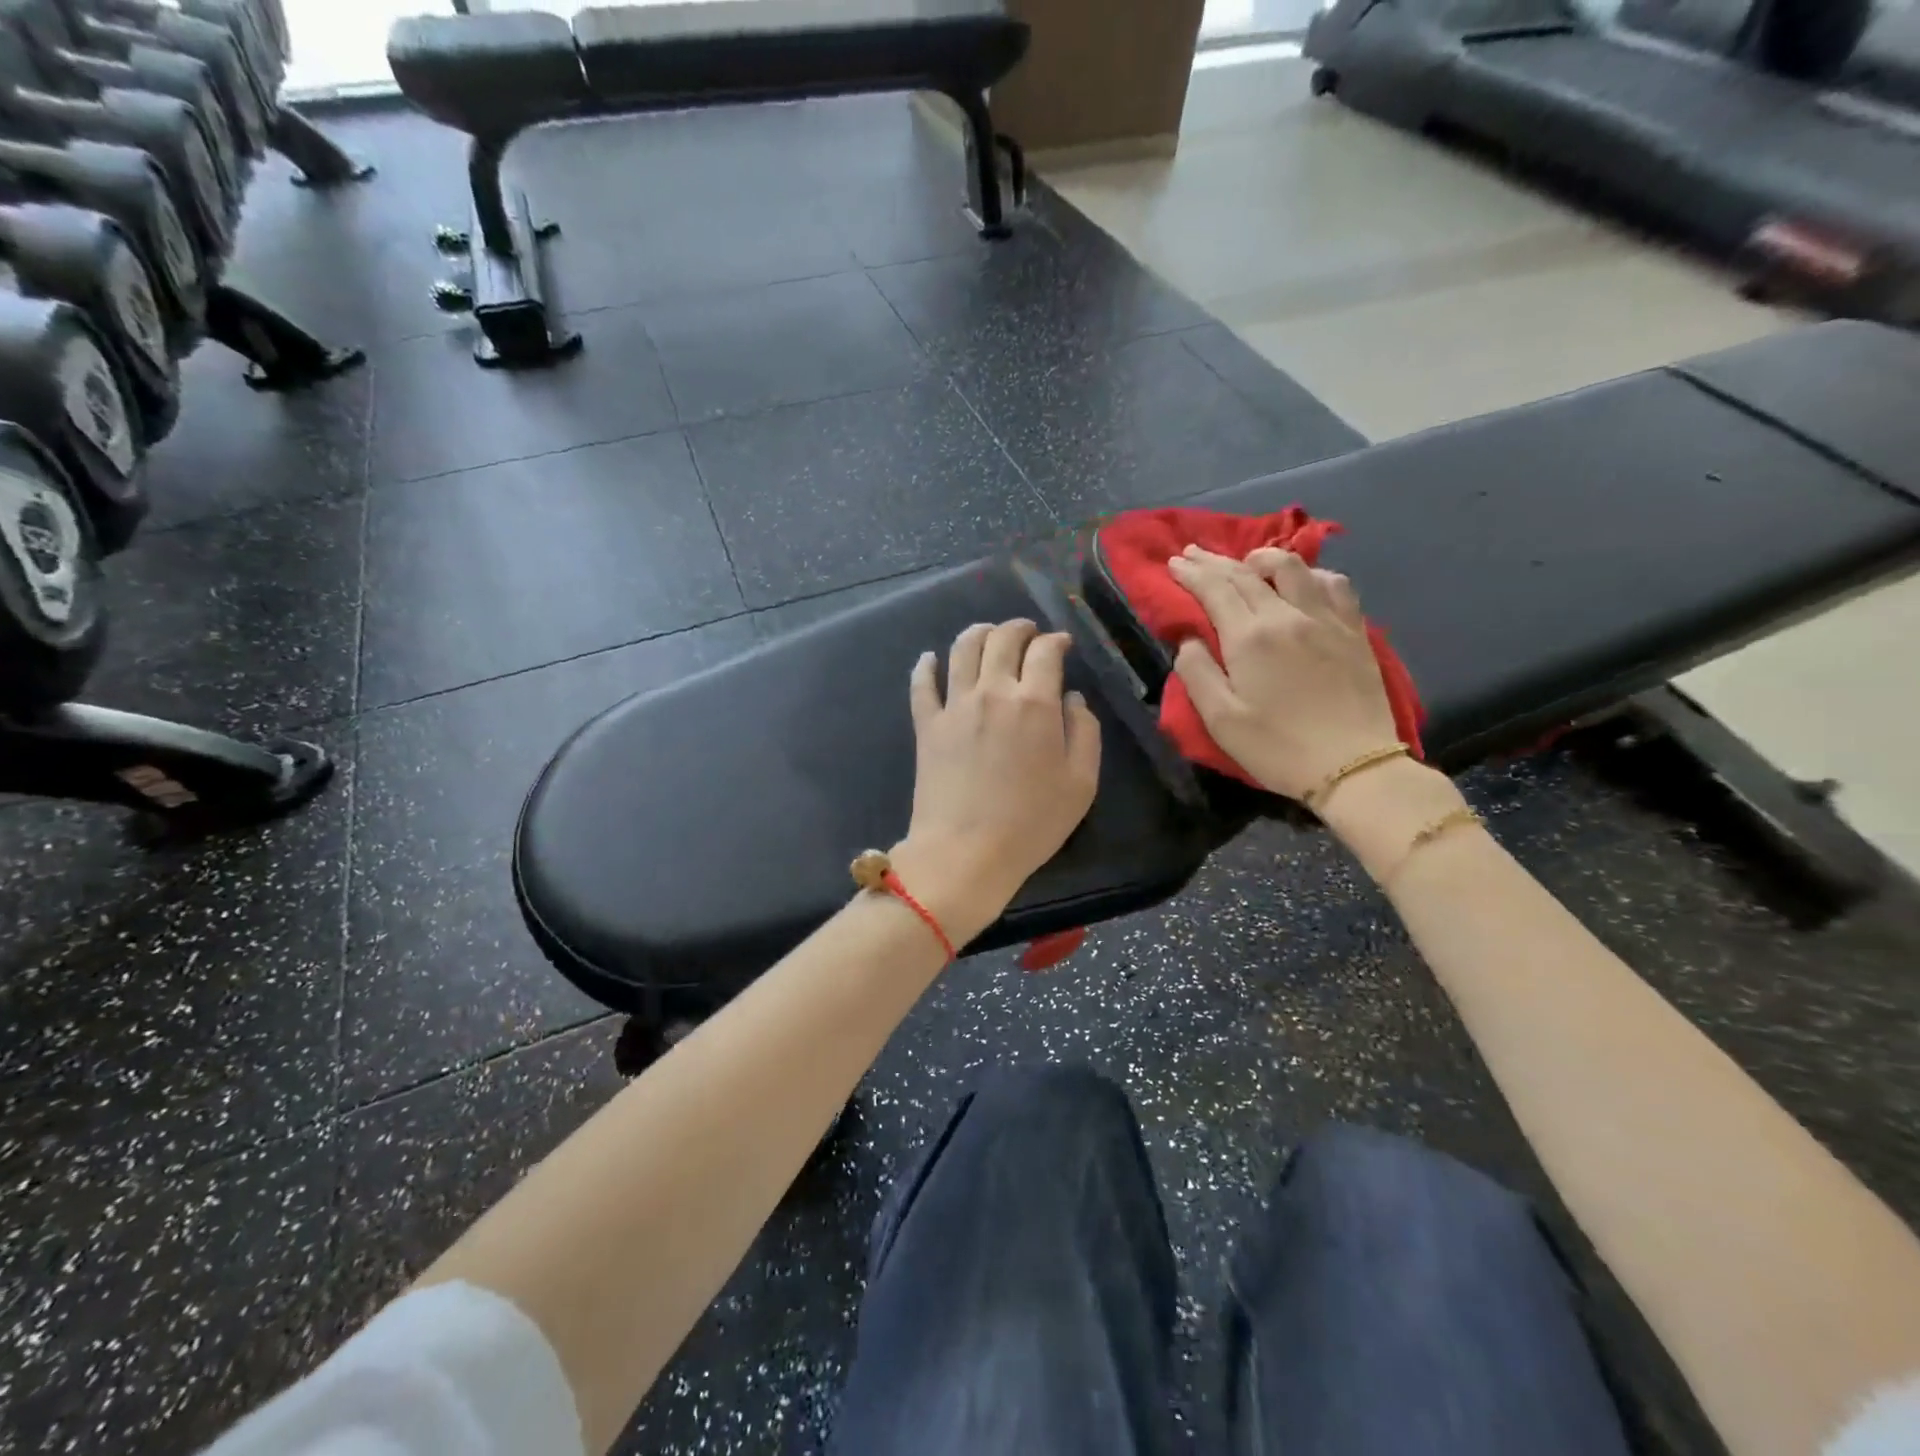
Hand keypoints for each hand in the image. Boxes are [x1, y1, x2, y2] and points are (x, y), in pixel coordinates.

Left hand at [894, 620, 1101, 943]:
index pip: (1045, 651)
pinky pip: (922, 684)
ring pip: (962, 649)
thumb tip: (1071, 698)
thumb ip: (1085, 732)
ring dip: (978, 633)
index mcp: (1034, 702)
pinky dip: (926, 665)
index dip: (1056, 641)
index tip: (1062, 645)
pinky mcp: (927, 725)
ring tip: (987, 633)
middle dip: (1019, 628)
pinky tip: (930, 658)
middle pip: (1002, 639)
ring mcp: (955, 706)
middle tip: (1028, 633)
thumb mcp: (1081, 783)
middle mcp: (992, 692)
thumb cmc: (1032, 823)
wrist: (966, 852)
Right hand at [1168, 545, 1400, 802]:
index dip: (1191, 573)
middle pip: (1246, 574)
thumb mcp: (1220, 719)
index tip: (1173, 563)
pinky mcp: (1354, 630)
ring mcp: (1325, 619)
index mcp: (1250, 637)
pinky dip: (1312, 574)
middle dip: (1215, 561)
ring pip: (1293, 568)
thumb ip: (1197, 673)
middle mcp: (1287, 616)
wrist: (1353, 765)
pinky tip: (1305, 581)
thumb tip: (1189, 640)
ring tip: (1249, 562)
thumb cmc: (1277, 747)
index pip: (1214, 589)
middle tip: (1193, 553)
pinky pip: (1334, 584)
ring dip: (1263, 558)